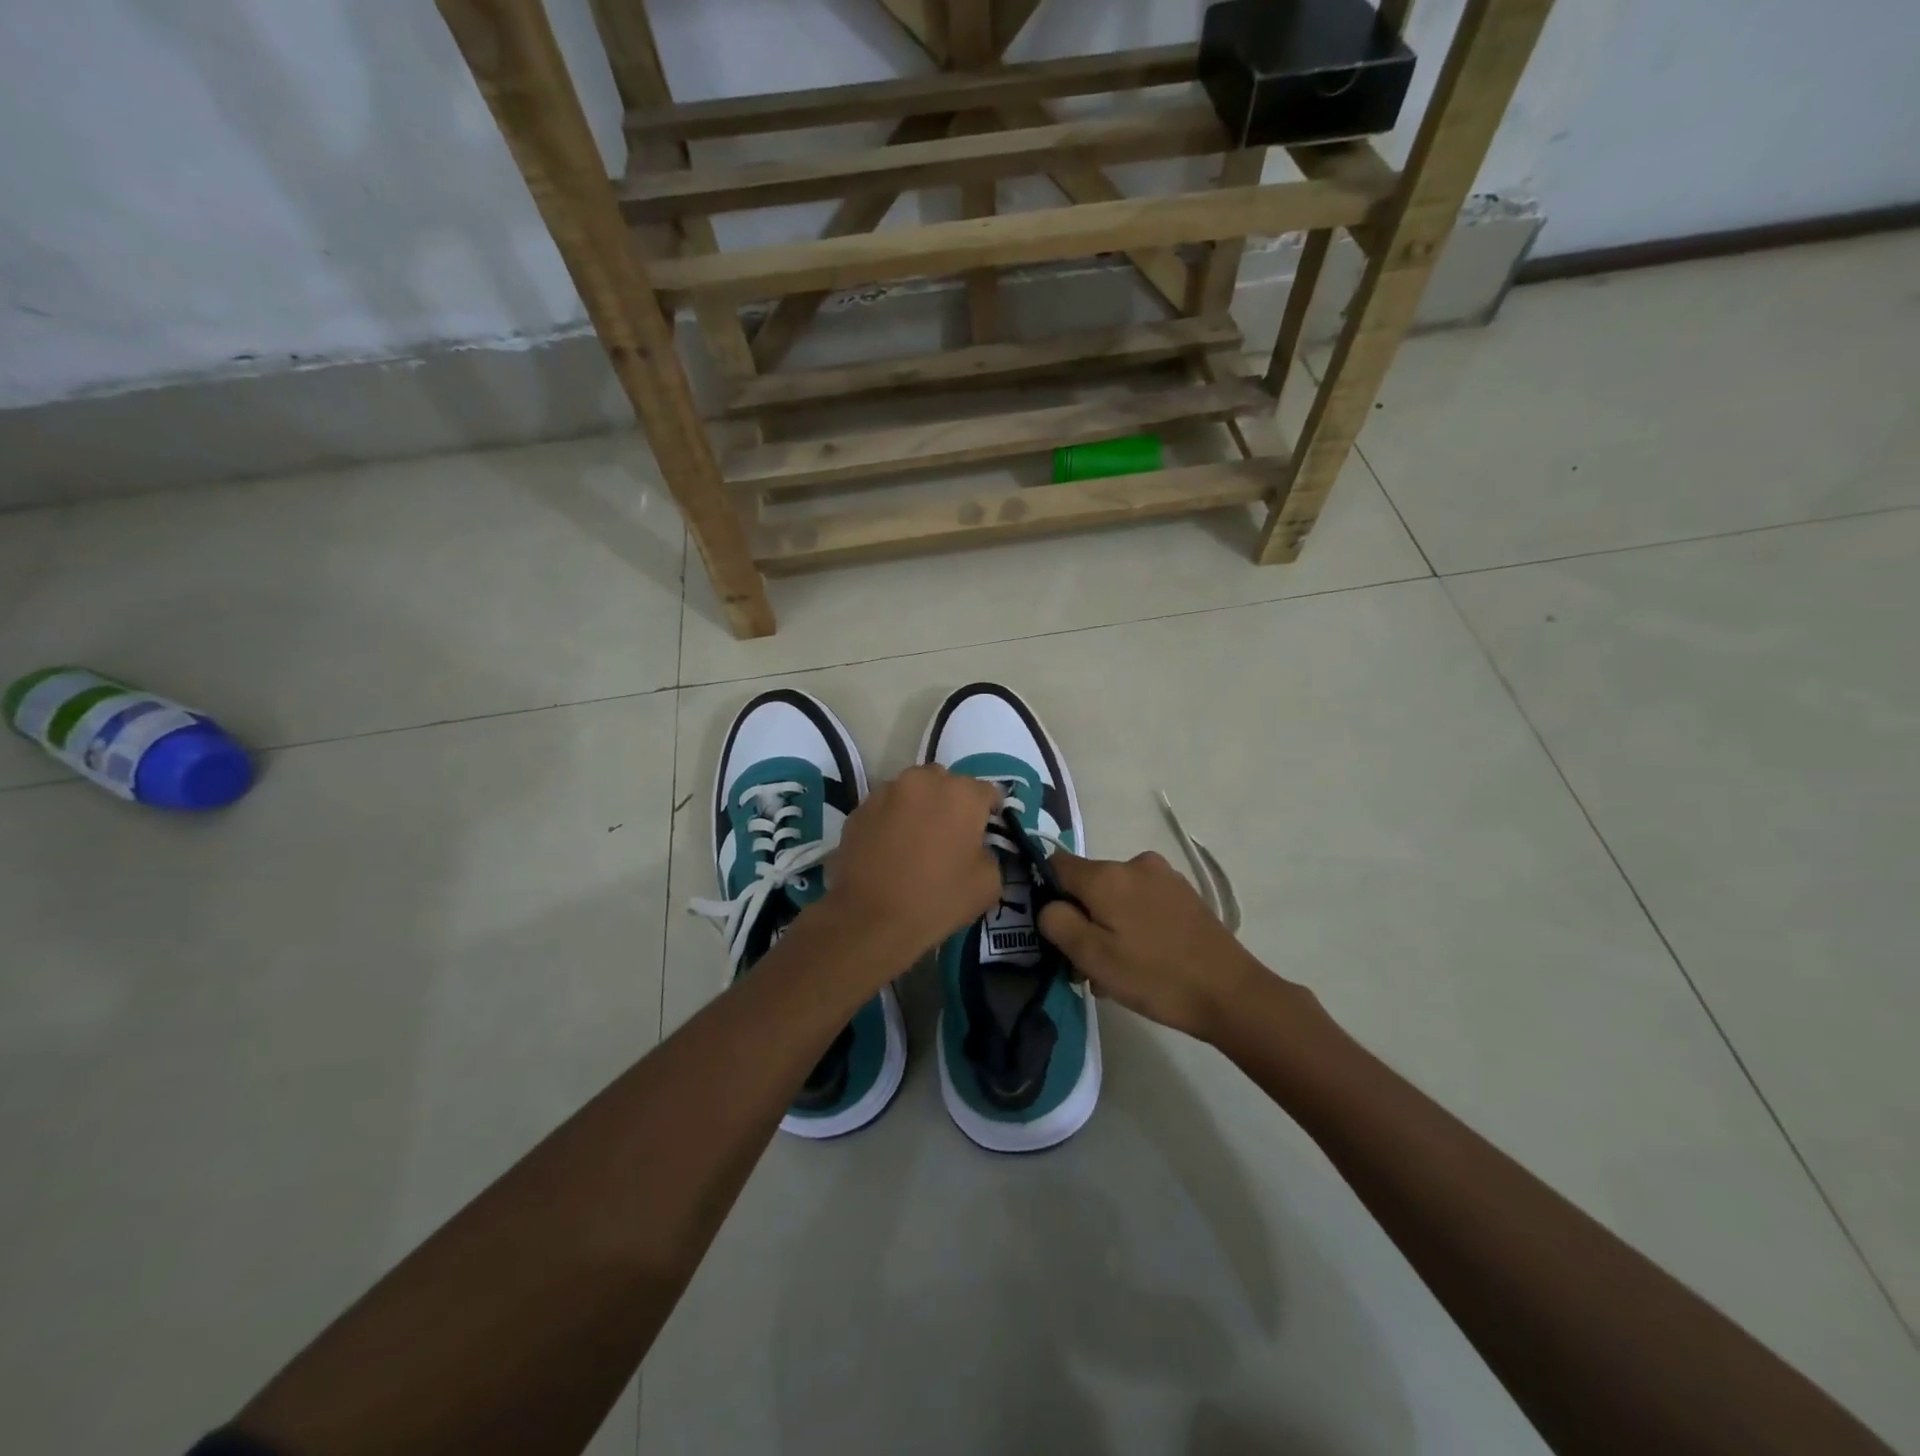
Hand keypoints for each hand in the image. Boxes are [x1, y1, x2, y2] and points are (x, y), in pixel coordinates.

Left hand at [825, 765, 1003, 961]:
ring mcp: (886, 792)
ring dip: (919, 807)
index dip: (990, 811)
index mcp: (961, 794)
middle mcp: (924, 781)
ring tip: (916, 840)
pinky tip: (890, 849)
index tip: (986, 831)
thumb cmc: (937, 899)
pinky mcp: (859, 809)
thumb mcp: (988, 884)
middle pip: (946, 783)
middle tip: (950, 835)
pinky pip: (885, 808)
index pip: (987, 791)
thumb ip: (989, 854)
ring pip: (912, 791)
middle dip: (951, 802)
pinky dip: (892, 820)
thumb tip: (977, 848)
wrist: (870, 919)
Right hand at [1039, 850, 1275, 1042]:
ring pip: (1116, 896)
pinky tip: (1145, 960)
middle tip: (1088, 967)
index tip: (1056, 931)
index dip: (1047, 894)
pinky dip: (1134, 925)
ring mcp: (1164, 877)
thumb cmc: (1155, 976)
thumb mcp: (1093, 957)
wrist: (1231, 993)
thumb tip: (1048, 905)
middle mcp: (1135, 863)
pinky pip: (1142, 902)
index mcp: (1107, 875)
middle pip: (1088, 885)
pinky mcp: (1184, 894)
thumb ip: (1057, 922)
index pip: (1056, 865)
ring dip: (1108, 927)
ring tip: (1120, 972)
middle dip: (1082, 920)